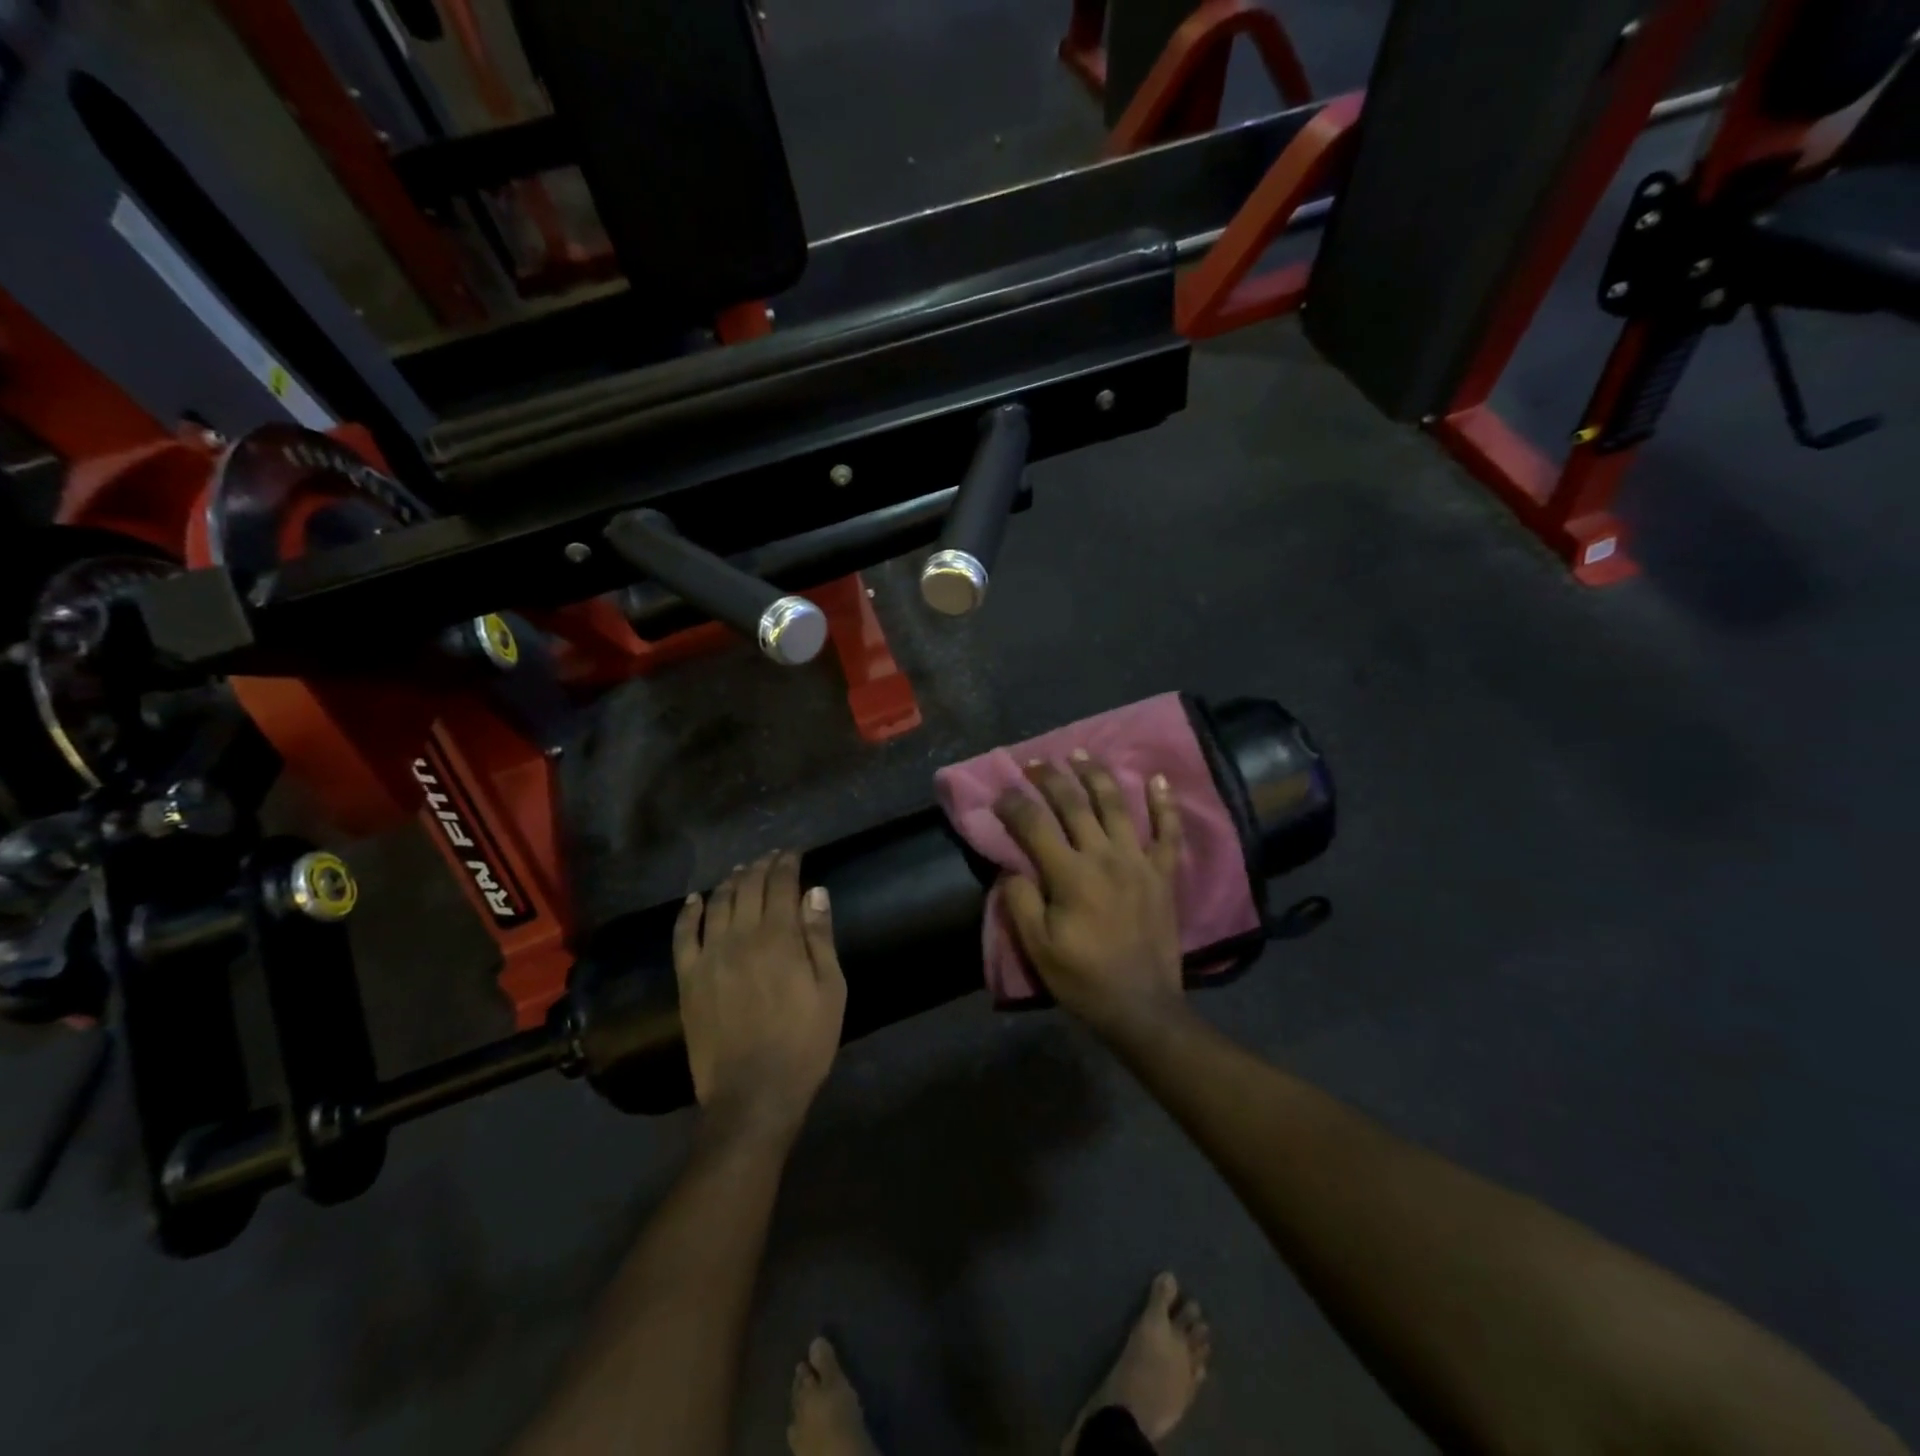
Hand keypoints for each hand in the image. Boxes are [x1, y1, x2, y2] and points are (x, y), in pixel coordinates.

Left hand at [673, 852, 846, 1144]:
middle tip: (770, 858)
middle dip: (760, 867)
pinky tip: (694, 899)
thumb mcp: (830, 990)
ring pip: (717, 904)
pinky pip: (683, 935)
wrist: (753, 1094)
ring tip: (740, 872)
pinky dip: (689, 912)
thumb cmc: (804, 1043)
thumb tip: (815, 892)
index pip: (781, 885)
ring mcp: (709, 957)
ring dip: (730, 881)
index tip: (793, 853)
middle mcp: (740, 937)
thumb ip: (820, 938)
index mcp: (779, 938)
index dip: (787, 863)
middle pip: (747, 887)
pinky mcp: (688, 979)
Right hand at [994, 755, 1187, 1041]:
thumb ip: (1020, 902)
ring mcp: (1138, 861)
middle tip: (1035, 763)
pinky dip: (1164, 803)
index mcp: (1069, 874)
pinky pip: (1168, 832)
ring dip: (1097, 775)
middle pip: (1074, 804)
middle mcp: (1104, 856)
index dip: (1013, 805)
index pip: (1034, 825)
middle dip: (1051, 778)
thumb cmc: (1083, 978)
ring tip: (1081, 754)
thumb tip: (1012, 868)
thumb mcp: (1037, 947)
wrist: (1141, 1006)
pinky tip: (1158, 778)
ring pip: (1116, 805)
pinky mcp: (1164, 873)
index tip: (1000, 795)